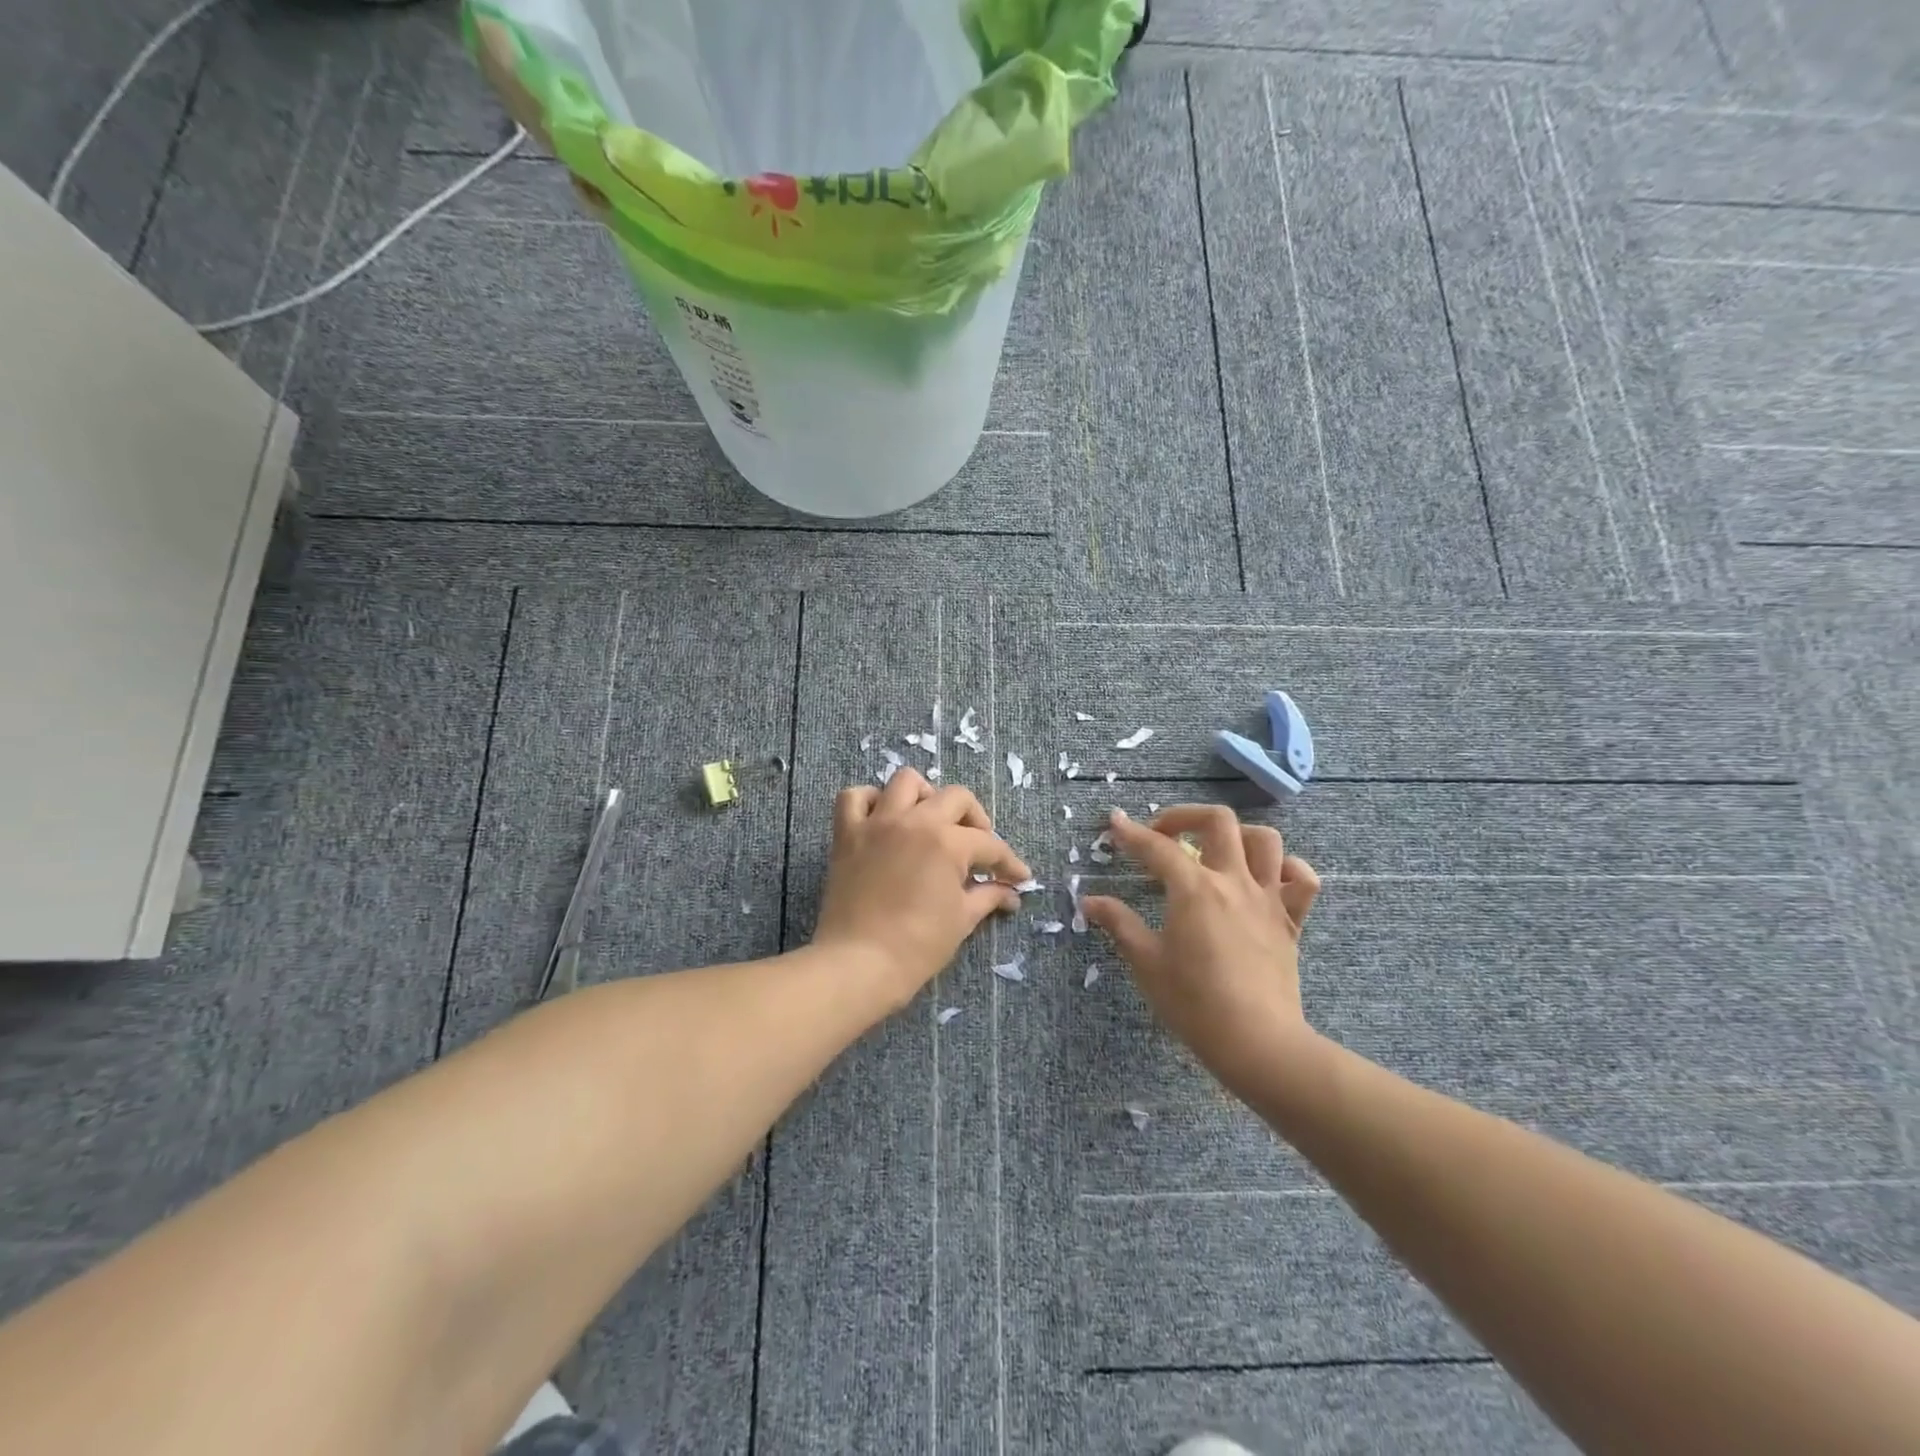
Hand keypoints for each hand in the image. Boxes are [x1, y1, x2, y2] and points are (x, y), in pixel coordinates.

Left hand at [812, 769, 1030, 1005]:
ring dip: (925, 796)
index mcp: (948, 842)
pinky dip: (870, 801)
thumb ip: (987, 897)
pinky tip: (882, 819)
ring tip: (930, 821)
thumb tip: (1010, 893)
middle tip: (978, 847)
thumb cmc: (917, 946)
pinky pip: (853, 798)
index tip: (1018, 878)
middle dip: (976, 819)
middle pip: (956, 797)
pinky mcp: (847, 834)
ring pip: (906, 782)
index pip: (989, 844)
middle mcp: (914, 821)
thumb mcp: (962, 920)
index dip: (1009, 863)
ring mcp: (877, 823)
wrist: (858, 964)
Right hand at [1081, 806, 1320, 1095]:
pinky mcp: (1292, 921)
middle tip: (1163, 836)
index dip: (1131, 833)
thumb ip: (1119, 923)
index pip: (1157, 848)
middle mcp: (1233, 881)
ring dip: (1236, 836)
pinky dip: (1287, 869)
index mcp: (1194, 889)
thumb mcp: (1146, 963)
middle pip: (1218, 821)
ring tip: (1214, 852)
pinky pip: (1302, 880)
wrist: (1258, 1043)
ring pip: (1265, 840)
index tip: (1115, 823)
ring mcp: (1268, 898)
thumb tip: (1090, 901)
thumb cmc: (1194, 1004)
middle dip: (1185, 817)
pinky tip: (1266, 880)